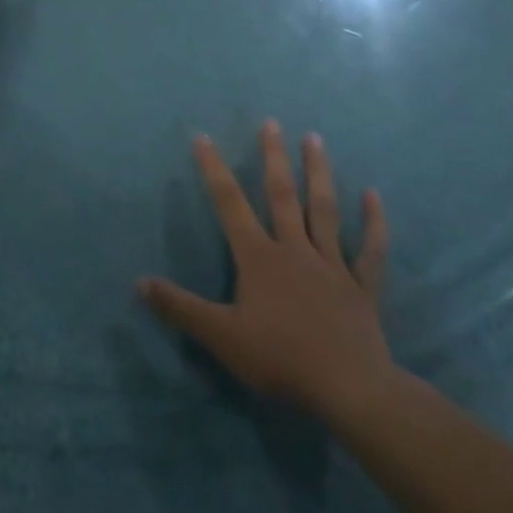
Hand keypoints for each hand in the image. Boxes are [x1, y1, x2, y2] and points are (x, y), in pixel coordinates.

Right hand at [140, 123, 393, 423]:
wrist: (349, 389)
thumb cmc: (279, 358)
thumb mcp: (219, 335)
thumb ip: (178, 307)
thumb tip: (138, 282)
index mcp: (258, 258)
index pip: (229, 204)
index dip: (214, 170)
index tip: (203, 137)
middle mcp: (294, 250)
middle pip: (281, 196)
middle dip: (273, 158)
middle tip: (271, 123)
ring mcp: (331, 265)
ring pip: (324, 210)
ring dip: (318, 173)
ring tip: (314, 139)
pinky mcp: (361, 287)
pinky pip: (369, 250)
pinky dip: (373, 223)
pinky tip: (374, 196)